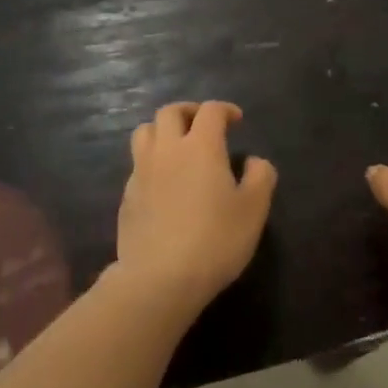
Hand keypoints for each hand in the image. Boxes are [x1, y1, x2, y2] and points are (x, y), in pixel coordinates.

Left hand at [115, 101, 276, 308]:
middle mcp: (167, 150)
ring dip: (162, 130)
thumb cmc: (215, 240)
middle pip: (170, 112)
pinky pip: (137, 164)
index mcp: (201, 146)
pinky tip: (163, 182)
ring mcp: (141, 172)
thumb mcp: (254, 210)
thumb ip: (260, 177)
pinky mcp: (127, 196)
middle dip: (189, 111)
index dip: (225, 109)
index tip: (236, 120)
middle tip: (204, 125)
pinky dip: (151, 161)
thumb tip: (254, 161)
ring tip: (178, 146)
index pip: (210, 111)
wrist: (160, 278)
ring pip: (145, 132)